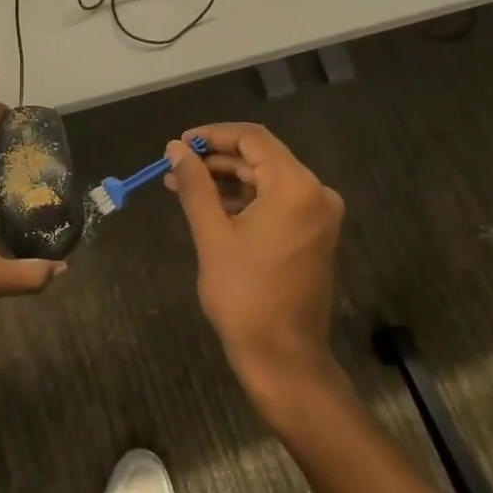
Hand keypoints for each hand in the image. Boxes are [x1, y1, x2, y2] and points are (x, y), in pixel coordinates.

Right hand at [164, 123, 344, 390]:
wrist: (283, 357)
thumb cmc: (244, 294)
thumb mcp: (212, 234)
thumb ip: (195, 184)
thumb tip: (175, 149)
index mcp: (295, 187)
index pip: (253, 139)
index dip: (213, 135)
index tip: (179, 143)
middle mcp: (315, 192)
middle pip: (260, 158)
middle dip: (215, 159)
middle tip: (175, 166)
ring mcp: (317, 214)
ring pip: (265, 179)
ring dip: (226, 180)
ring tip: (182, 185)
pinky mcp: (312, 233)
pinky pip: (275, 201)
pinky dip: (244, 199)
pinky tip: (209, 206)